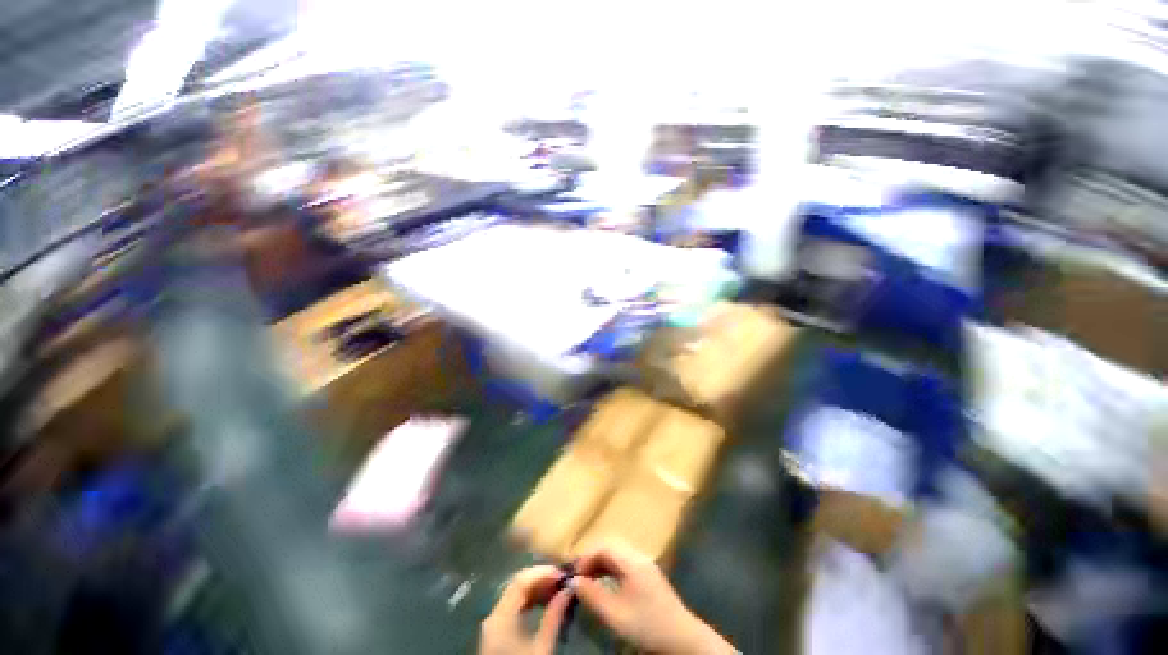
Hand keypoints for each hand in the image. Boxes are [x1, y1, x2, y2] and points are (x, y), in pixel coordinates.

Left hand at [479, 565, 573, 654]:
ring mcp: (493, 623)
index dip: (543, 572)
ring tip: (557, 588)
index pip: (521, 580)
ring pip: (515, 594)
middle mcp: (493, 614)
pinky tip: (544, 601)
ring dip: (536, 588)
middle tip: (562, 579)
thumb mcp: (542, 648)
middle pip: (517, 584)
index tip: (563, 574)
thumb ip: (554, 617)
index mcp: (500, 616)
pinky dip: (529, 600)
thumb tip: (568, 590)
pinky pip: (513, 606)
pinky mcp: (496, 631)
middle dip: (540, 578)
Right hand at [572, 544, 735, 654]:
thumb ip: (593, 596)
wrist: (682, 639)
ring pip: (618, 555)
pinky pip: (625, 564)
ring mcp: (646, 565)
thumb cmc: (647, 625)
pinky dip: (612, 570)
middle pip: (611, 547)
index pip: (604, 546)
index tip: (575, 575)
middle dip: (593, 559)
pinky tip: (607, 585)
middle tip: (580, 577)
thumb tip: (575, 581)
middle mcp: (640, 557)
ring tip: (590, 581)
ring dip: (602, 564)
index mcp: (632, 561)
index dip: (586, 557)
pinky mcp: (649, 576)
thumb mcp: (615, 615)